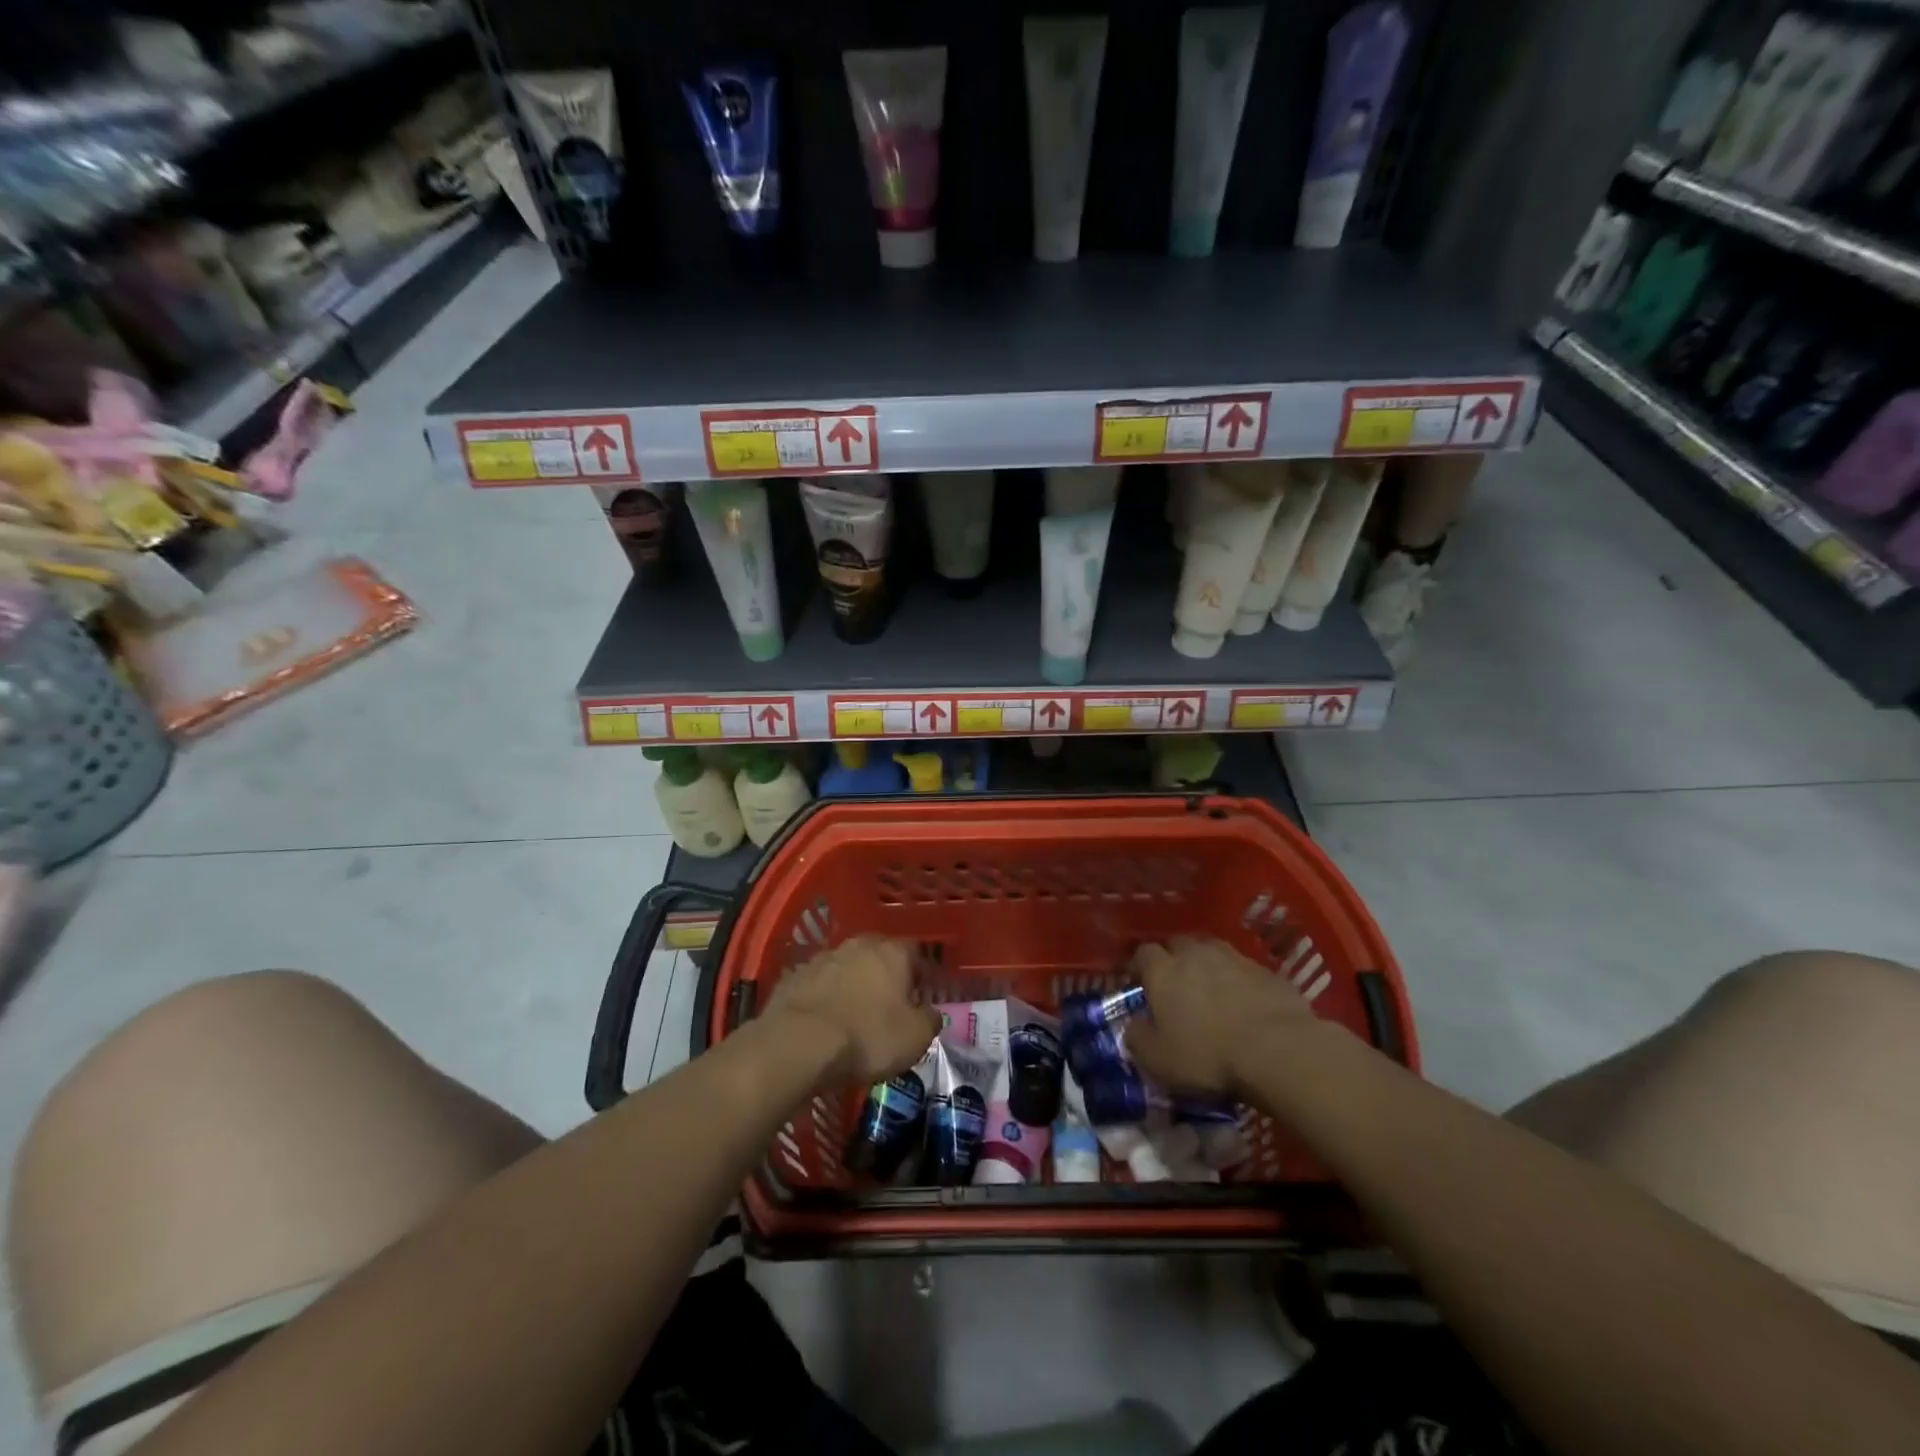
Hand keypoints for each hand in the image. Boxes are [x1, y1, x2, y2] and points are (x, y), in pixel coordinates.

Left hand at [762, 936, 940, 1088]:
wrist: (798, 1044)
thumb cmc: (868, 1037)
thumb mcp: (915, 1038)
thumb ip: (930, 1020)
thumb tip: (931, 1013)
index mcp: (893, 953)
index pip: (915, 953)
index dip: (920, 975)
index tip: (921, 998)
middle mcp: (859, 945)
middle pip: (879, 955)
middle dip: (884, 976)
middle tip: (888, 1005)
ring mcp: (823, 957)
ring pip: (846, 967)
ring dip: (852, 984)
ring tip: (853, 1015)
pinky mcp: (794, 976)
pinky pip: (818, 984)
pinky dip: (824, 997)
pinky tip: (823, 1021)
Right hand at [1125, 937, 1317, 1098]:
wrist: (1279, 1050)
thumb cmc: (1208, 1055)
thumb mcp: (1158, 1059)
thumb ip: (1137, 1038)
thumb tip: (1133, 1026)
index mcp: (1163, 970)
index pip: (1142, 953)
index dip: (1138, 966)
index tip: (1137, 982)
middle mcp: (1195, 954)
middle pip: (1178, 944)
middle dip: (1173, 959)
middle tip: (1174, 983)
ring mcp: (1234, 958)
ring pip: (1212, 951)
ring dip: (1207, 965)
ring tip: (1210, 990)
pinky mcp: (1267, 971)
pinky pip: (1244, 969)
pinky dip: (1239, 981)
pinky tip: (1244, 1003)